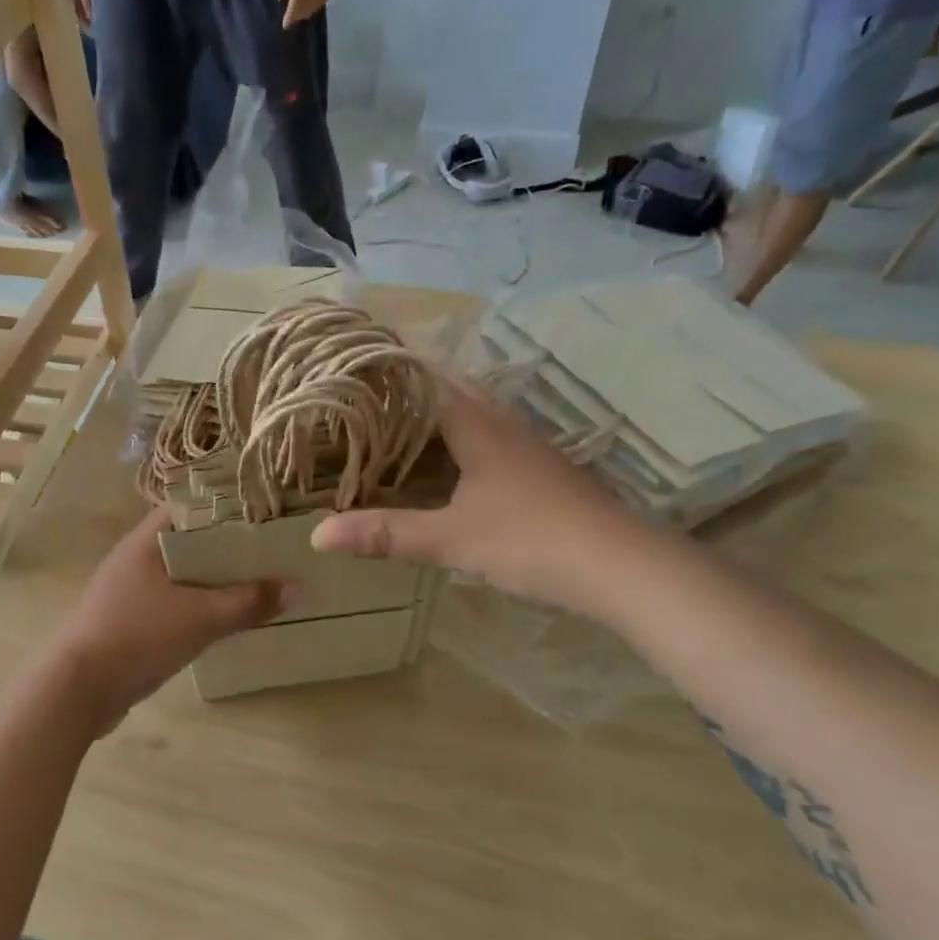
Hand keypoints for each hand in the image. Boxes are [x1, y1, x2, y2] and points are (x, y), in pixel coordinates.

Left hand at [46, 510, 287, 727]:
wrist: (78, 690)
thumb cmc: (136, 636)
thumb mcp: (200, 617)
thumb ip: (249, 602)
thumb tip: (301, 588)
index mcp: (147, 540)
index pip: (192, 506)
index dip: (228, 505)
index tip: (266, 511)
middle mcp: (138, 557)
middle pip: (193, 540)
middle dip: (231, 546)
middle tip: (275, 548)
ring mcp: (132, 590)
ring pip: (185, 574)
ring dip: (218, 578)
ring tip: (262, 579)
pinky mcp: (133, 619)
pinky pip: (176, 601)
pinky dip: (202, 604)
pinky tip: (230, 616)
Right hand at [312, 380, 661, 619]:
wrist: (621, 566)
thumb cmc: (530, 540)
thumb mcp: (450, 539)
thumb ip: (386, 534)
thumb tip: (317, 534)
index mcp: (478, 427)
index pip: (427, 383)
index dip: (392, 375)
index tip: (354, 373)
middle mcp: (504, 426)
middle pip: (453, 394)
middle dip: (413, 394)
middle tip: (369, 400)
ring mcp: (529, 450)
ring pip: (477, 418)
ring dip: (440, 418)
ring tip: (399, 427)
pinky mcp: (544, 474)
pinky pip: (493, 443)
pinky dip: (463, 443)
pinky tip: (453, 468)